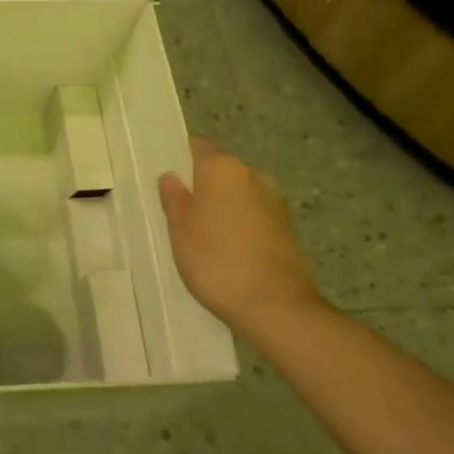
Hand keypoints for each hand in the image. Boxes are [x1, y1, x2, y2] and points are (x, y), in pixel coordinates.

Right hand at [158, 137, 319, 327]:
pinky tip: (227, 249)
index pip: (198, 146)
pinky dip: (240, 224)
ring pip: (239, 193)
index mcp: (223, 168)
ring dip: (223, 205)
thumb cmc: (216, 260)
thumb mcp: (179, 230)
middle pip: (220, 170)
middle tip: (179, 210)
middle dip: (202, 184)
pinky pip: (254, 215)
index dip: (180, 157)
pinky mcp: (287, 229)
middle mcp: (252, 176)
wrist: (276, 306)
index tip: (166, 178)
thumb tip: (172, 176)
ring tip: (202, 233)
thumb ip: (174, 198)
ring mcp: (274, 202)